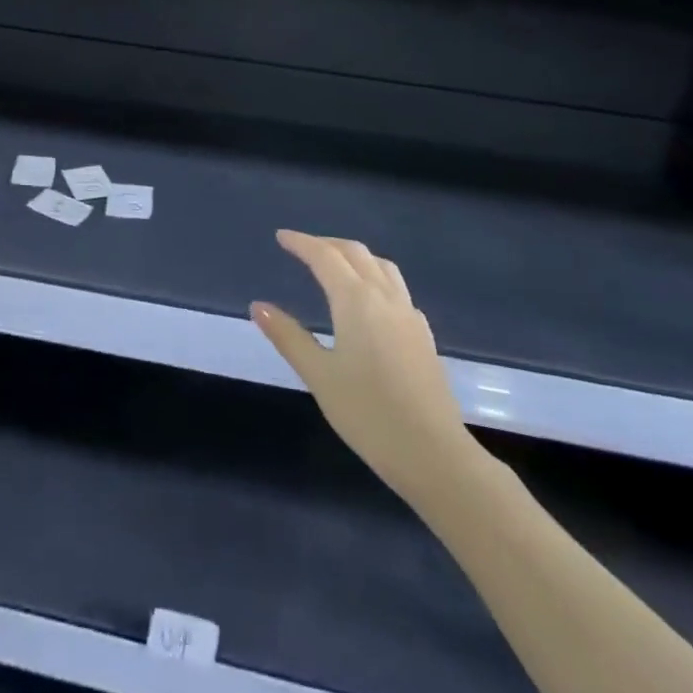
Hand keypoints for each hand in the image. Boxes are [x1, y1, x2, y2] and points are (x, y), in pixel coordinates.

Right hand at [252, 230, 479, 501]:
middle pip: (355, 253)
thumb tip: (258, 306)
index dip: (301, 243)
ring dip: (355, 256)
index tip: (281, 237)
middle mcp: (385, 297)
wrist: (434, 455)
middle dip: (327, 244)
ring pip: (382, 267)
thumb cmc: (368, 414)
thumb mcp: (319, 375)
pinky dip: (376, 278)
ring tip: (336, 266)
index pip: (325, 256)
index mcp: (356, 300)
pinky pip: (397, 289)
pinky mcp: (424, 336)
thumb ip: (288, 336)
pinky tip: (371, 303)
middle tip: (302, 248)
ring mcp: (410, 316)